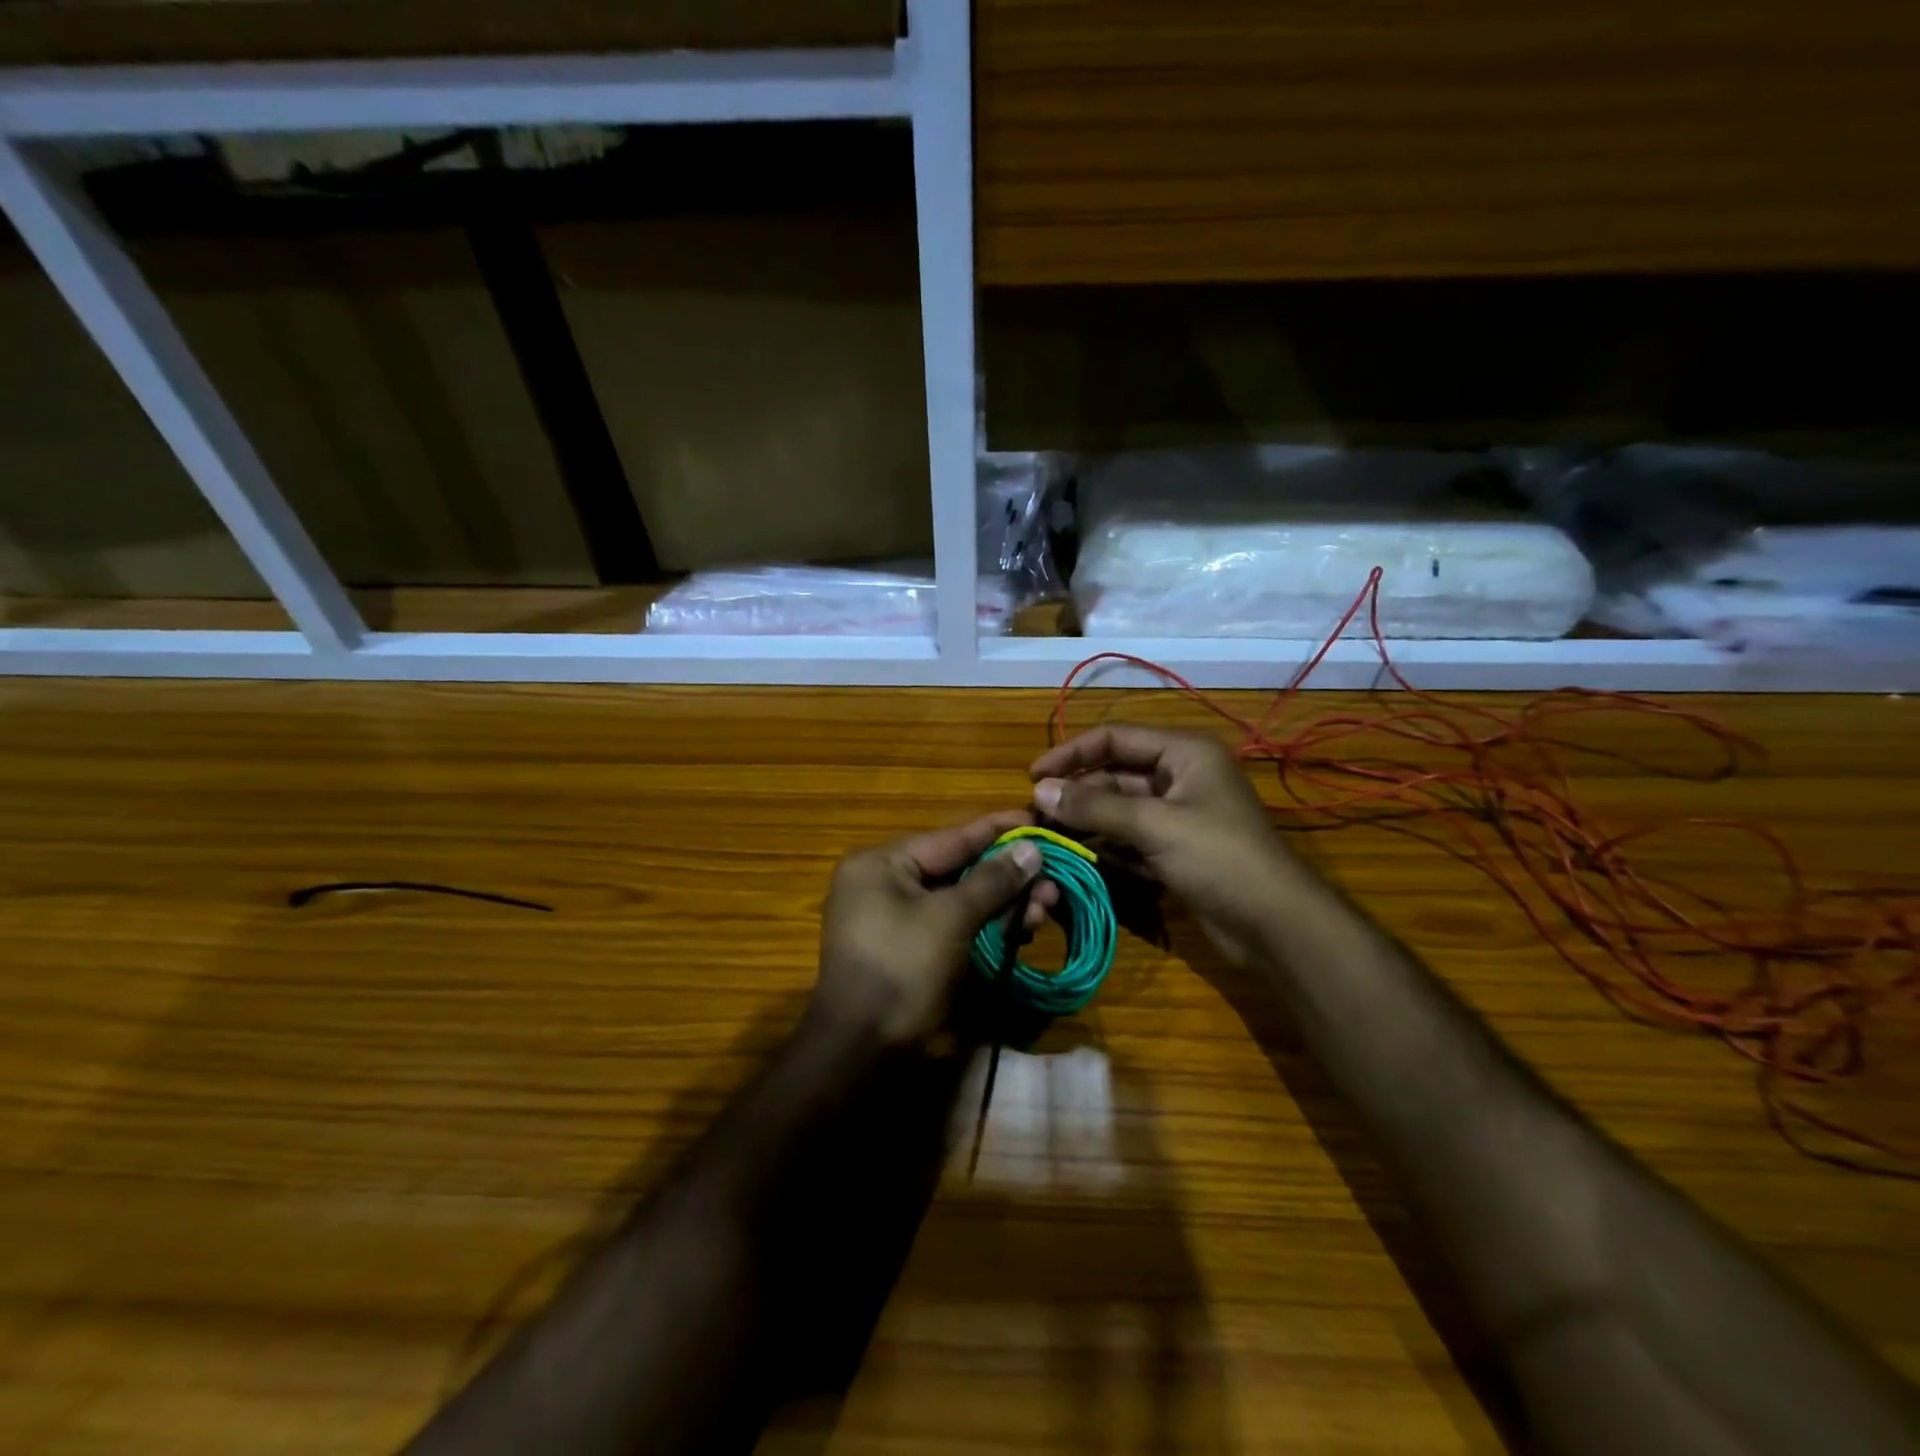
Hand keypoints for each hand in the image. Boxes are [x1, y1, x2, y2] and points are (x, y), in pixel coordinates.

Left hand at [812, 811, 1056, 1048]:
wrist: (862, 1052)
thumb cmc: (902, 970)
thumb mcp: (950, 919)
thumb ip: (992, 880)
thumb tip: (1031, 848)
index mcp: (881, 864)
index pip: (951, 836)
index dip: (998, 829)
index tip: (1038, 819)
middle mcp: (884, 883)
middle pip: (958, 868)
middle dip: (1007, 876)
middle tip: (1053, 879)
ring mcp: (895, 918)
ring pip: (960, 899)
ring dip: (1003, 903)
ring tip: (1046, 906)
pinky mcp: (910, 949)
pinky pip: (952, 925)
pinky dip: (985, 926)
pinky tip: (1022, 927)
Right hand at [1031, 724, 1296, 969]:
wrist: (1275, 924)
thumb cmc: (1219, 858)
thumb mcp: (1154, 826)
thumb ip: (1095, 807)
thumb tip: (1039, 791)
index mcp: (1183, 752)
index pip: (1114, 738)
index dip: (1071, 753)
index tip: (1032, 776)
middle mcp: (1180, 776)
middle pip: (1114, 775)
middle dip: (1076, 795)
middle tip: (1035, 816)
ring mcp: (1178, 815)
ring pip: (1119, 810)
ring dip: (1086, 823)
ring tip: (1048, 839)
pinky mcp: (1175, 850)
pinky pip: (1130, 839)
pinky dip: (1106, 847)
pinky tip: (1077, 859)